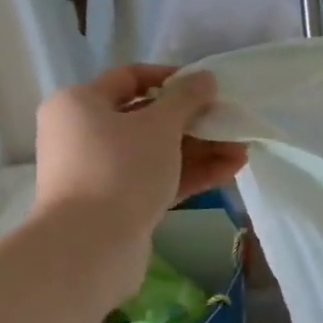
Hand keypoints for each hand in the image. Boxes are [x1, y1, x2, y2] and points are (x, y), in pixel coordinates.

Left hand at [31, 64, 247, 242]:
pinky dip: (191, 172)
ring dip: (201, 148)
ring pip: (158, 151)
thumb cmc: (120, 168)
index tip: (208, 87)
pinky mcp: (118, 202)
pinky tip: (230, 169)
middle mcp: (84, 134)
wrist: (89, 245)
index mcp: (80, 104)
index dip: (172, 77)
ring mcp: (101, 171)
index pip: (130, 77)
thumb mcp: (160, 125)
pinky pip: (158, 177)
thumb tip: (204, 77)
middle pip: (148, 118)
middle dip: (196, 120)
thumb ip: (187, 97)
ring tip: (242, 150)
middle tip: (231, 122)